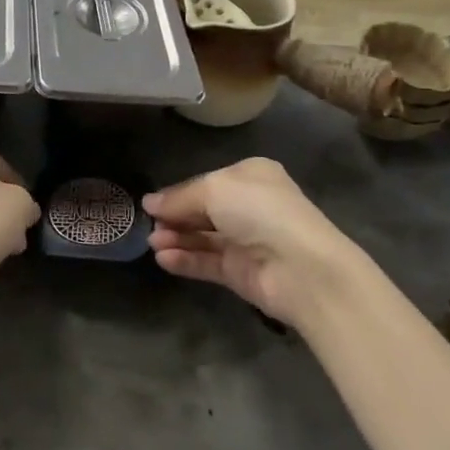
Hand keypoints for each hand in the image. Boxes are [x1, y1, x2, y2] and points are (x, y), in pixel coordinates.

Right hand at [144, 158, 354, 324]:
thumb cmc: (259, 211)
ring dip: (177, 239)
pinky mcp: (242, 272)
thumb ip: (179, 198)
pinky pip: (208, 262)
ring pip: (203, 237)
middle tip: (148, 225)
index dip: (178, 193)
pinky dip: (186, 260)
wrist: (301, 267)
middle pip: (202, 210)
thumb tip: (149, 203)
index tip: (151, 204)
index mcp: (251, 176)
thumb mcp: (213, 190)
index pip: (206, 183)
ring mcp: (247, 241)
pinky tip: (164, 259)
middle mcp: (250, 206)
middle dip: (175, 217)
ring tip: (152, 243)